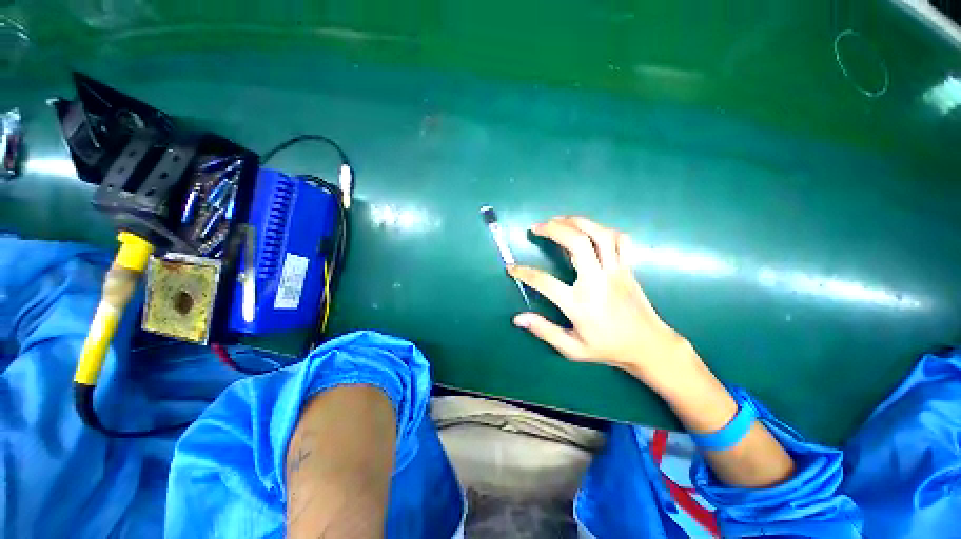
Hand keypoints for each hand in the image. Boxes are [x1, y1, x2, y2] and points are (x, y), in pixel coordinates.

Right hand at [508, 216, 698, 390]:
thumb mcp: (572, 349)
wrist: (648, 346)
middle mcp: (597, 281)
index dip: (524, 272)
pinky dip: (603, 230)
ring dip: (576, 222)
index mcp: (579, 303)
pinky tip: (590, 230)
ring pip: (599, 235)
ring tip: (558, 220)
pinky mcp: (628, 268)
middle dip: (553, 229)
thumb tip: (517, 319)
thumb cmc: (607, 348)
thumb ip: (544, 331)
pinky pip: (620, 240)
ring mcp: (615, 271)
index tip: (511, 267)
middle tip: (536, 227)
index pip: (544, 281)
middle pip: (577, 243)